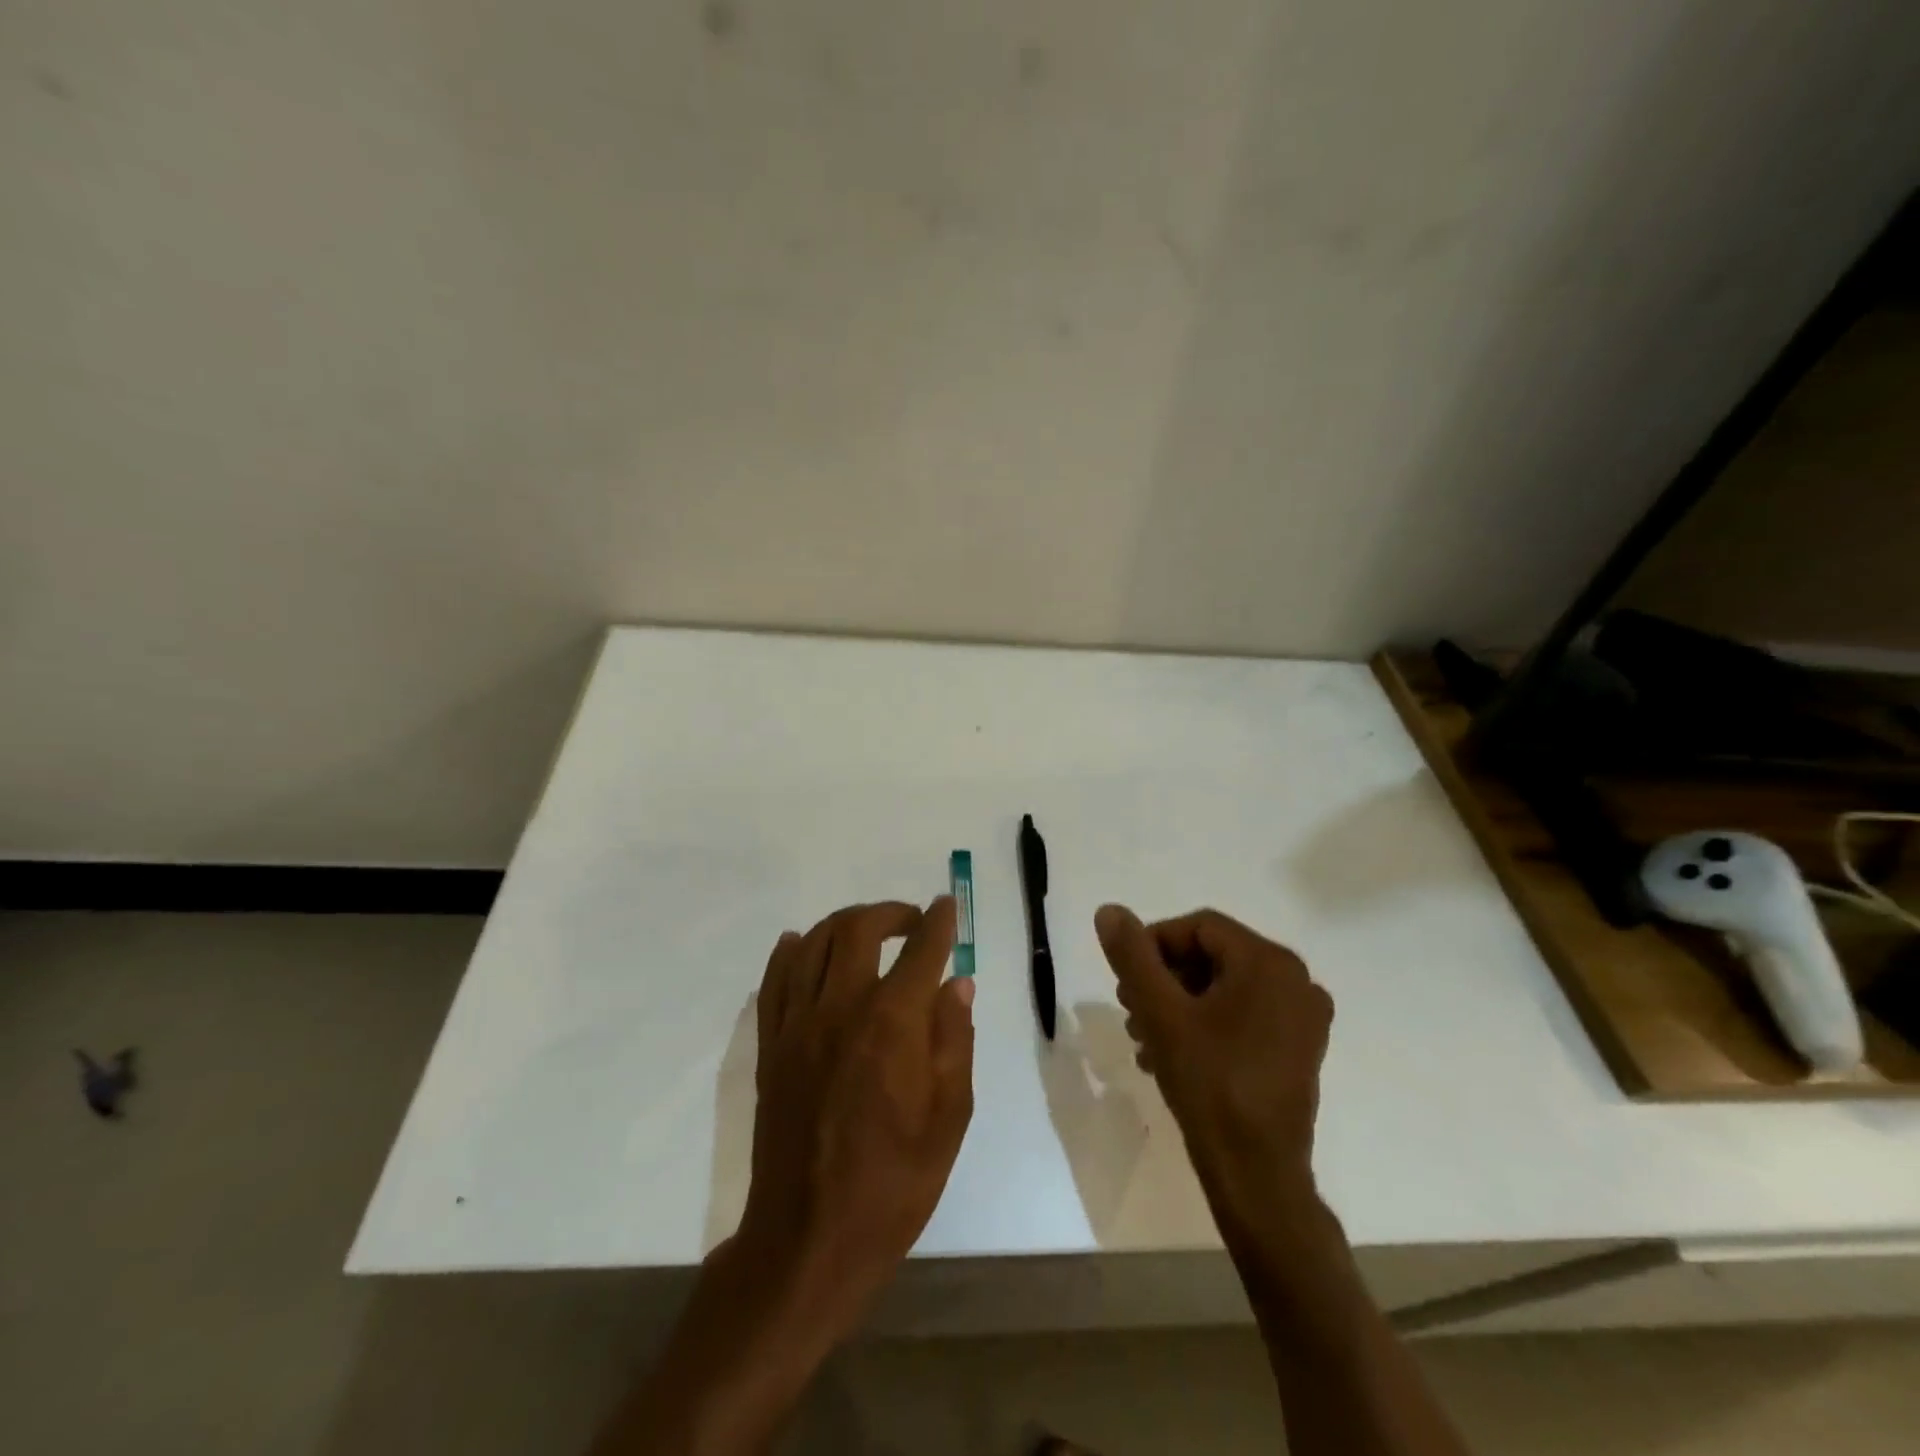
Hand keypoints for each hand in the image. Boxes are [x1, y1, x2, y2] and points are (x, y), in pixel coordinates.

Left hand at [734, 897, 974, 1332]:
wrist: (810, 1239)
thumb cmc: (893, 1183)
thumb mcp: (949, 1118)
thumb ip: (954, 1040)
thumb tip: (957, 983)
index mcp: (892, 1024)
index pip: (921, 950)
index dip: (939, 922)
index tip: (947, 907)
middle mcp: (841, 1008)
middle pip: (858, 929)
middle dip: (890, 912)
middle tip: (912, 921)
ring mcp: (798, 1025)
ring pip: (814, 944)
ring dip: (844, 924)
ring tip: (867, 931)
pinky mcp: (771, 1046)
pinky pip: (776, 981)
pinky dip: (790, 952)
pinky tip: (801, 945)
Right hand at [1094, 905, 1332, 1257]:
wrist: (1258, 1176)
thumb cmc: (1210, 1084)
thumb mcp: (1161, 1013)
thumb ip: (1133, 956)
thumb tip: (1110, 911)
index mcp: (1270, 963)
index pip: (1199, 927)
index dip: (1153, 944)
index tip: (1123, 978)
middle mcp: (1296, 981)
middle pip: (1212, 956)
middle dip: (1163, 978)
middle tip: (1128, 1008)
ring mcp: (1303, 1018)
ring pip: (1224, 988)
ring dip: (1177, 1003)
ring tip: (1141, 1036)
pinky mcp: (1299, 1050)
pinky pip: (1243, 1015)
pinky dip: (1204, 1023)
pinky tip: (1169, 1054)